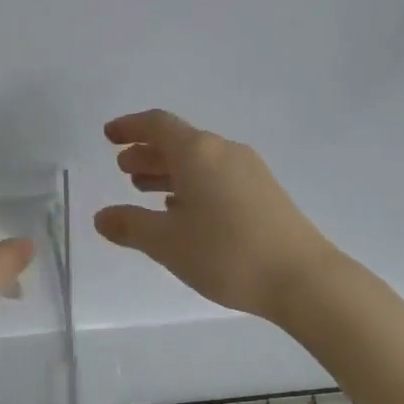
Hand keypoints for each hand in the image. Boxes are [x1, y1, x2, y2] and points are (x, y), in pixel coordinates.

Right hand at [94, 110, 339, 320]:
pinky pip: (217, 176)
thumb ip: (130, 226)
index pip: (158, 125)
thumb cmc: (226, 253)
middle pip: (179, 141)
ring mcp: (249, 171)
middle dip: (147, 153)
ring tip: (145, 190)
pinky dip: (192, 185)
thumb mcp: (167, 243)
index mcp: (198, 153)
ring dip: (169, 170)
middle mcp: (224, 152)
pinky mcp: (264, 193)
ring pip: (199, 161)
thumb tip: (102, 217)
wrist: (302, 278)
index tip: (109, 136)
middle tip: (123, 169)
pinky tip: (183, 211)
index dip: (130, 127)